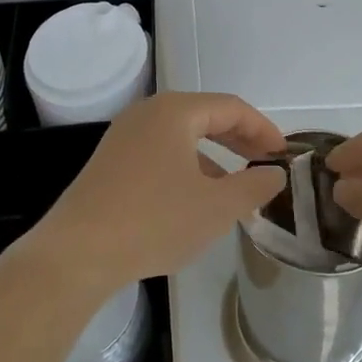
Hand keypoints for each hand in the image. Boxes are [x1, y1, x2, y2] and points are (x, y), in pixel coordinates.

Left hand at [30, 92, 286, 298]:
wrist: (77, 253)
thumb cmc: (154, 221)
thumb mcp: (217, 208)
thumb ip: (254, 186)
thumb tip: (275, 174)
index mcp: (175, 112)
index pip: (232, 108)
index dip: (264, 129)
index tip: (284, 154)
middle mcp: (147, 114)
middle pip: (206, 116)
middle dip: (240, 140)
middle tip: (266, 165)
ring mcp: (124, 136)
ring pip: (182, 136)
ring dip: (214, 156)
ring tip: (236, 187)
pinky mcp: (110, 162)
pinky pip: (160, 152)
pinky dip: (187, 166)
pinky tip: (195, 199)